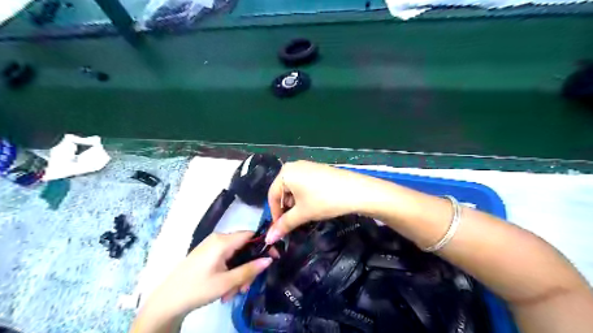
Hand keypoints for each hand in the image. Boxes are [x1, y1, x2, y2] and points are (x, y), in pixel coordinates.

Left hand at [151, 231, 273, 317]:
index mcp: (223, 241)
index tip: (273, 258)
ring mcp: (211, 246)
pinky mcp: (206, 254)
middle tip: (246, 287)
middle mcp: (218, 239)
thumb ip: (249, 270)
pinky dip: (229, 272)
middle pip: (243, 247)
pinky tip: (225, 290)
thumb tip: (270, 260)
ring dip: (238, 273)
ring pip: (235, 256)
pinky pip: (225, 259)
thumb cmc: (197, 289)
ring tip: (232, 293)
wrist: (166, 301)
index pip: (251, 235)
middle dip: (248, 267)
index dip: (264, 244)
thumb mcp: (226, 282)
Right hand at [265, 162, 368, 243]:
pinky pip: (303, 184)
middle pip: (282, 191)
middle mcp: (293, 166)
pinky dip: (304, 196)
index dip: (275, 214)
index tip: (279, 229)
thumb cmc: (324, 200)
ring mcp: (307, 166)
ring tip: (305, 215)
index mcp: (285, 173)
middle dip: (286, 209)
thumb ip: (284, 225)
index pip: (272, 196)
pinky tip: (313, 204)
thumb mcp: (302, 213)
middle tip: (294, 222)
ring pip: (293, 188)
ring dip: (295, 203)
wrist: (356, 191)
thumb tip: (269, 239)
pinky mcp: (317, 169)